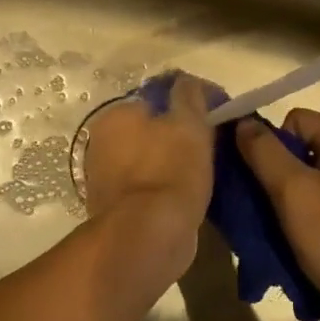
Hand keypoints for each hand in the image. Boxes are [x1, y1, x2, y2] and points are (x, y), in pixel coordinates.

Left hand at [83, 73, 214, 278]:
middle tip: (214, 145)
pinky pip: (149, 188)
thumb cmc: (170, 172)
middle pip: (151, 128)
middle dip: (179, 133)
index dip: (190, 103)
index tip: (217, 116)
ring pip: (150, 159)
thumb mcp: (189, 123)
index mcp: (115, 115)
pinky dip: (166, 188)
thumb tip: (185, 81)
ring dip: (173, 162)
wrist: (147, 239)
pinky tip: (188, 196)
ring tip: (206, 173)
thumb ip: (189, 95)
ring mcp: (105, 178)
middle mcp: (102, 142)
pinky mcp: (116, 210)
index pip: (157, 97)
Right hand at [236, 110, 319, 320]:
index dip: (272, 146)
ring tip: (281, 224)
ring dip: (291, 195)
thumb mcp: (291, 192)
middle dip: (279, 172)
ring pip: (312, 174)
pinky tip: (302, 236)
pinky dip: (309, 211)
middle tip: (266, 205)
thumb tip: (241, 122)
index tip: (265, 183)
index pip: (294, 120)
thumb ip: (263, 151)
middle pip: (304, 146)